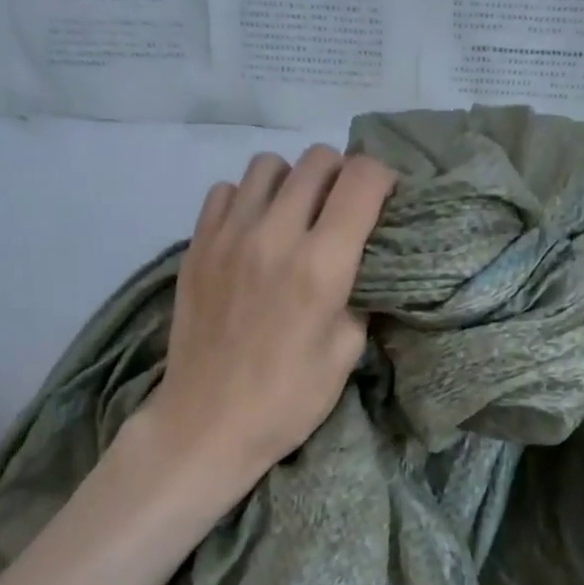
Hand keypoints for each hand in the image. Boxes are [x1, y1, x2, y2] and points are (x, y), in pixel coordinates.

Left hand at [139, 145, 395, 500]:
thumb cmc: (287, 401)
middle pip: (317, 161)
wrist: (207, 424)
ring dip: (293, 182)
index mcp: (321, 266)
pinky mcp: (196, 246)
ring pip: (268, 166)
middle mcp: (274, 236)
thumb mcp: (346, 355)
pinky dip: (249, 199)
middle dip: (342, 176)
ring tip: (298, 215)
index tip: (387, 199)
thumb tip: (361, 266)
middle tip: (345, 209)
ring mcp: (228, 236)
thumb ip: (360, 298)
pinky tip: (255, 231)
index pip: (360, 180)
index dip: (383, 179)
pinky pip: (226, 190)